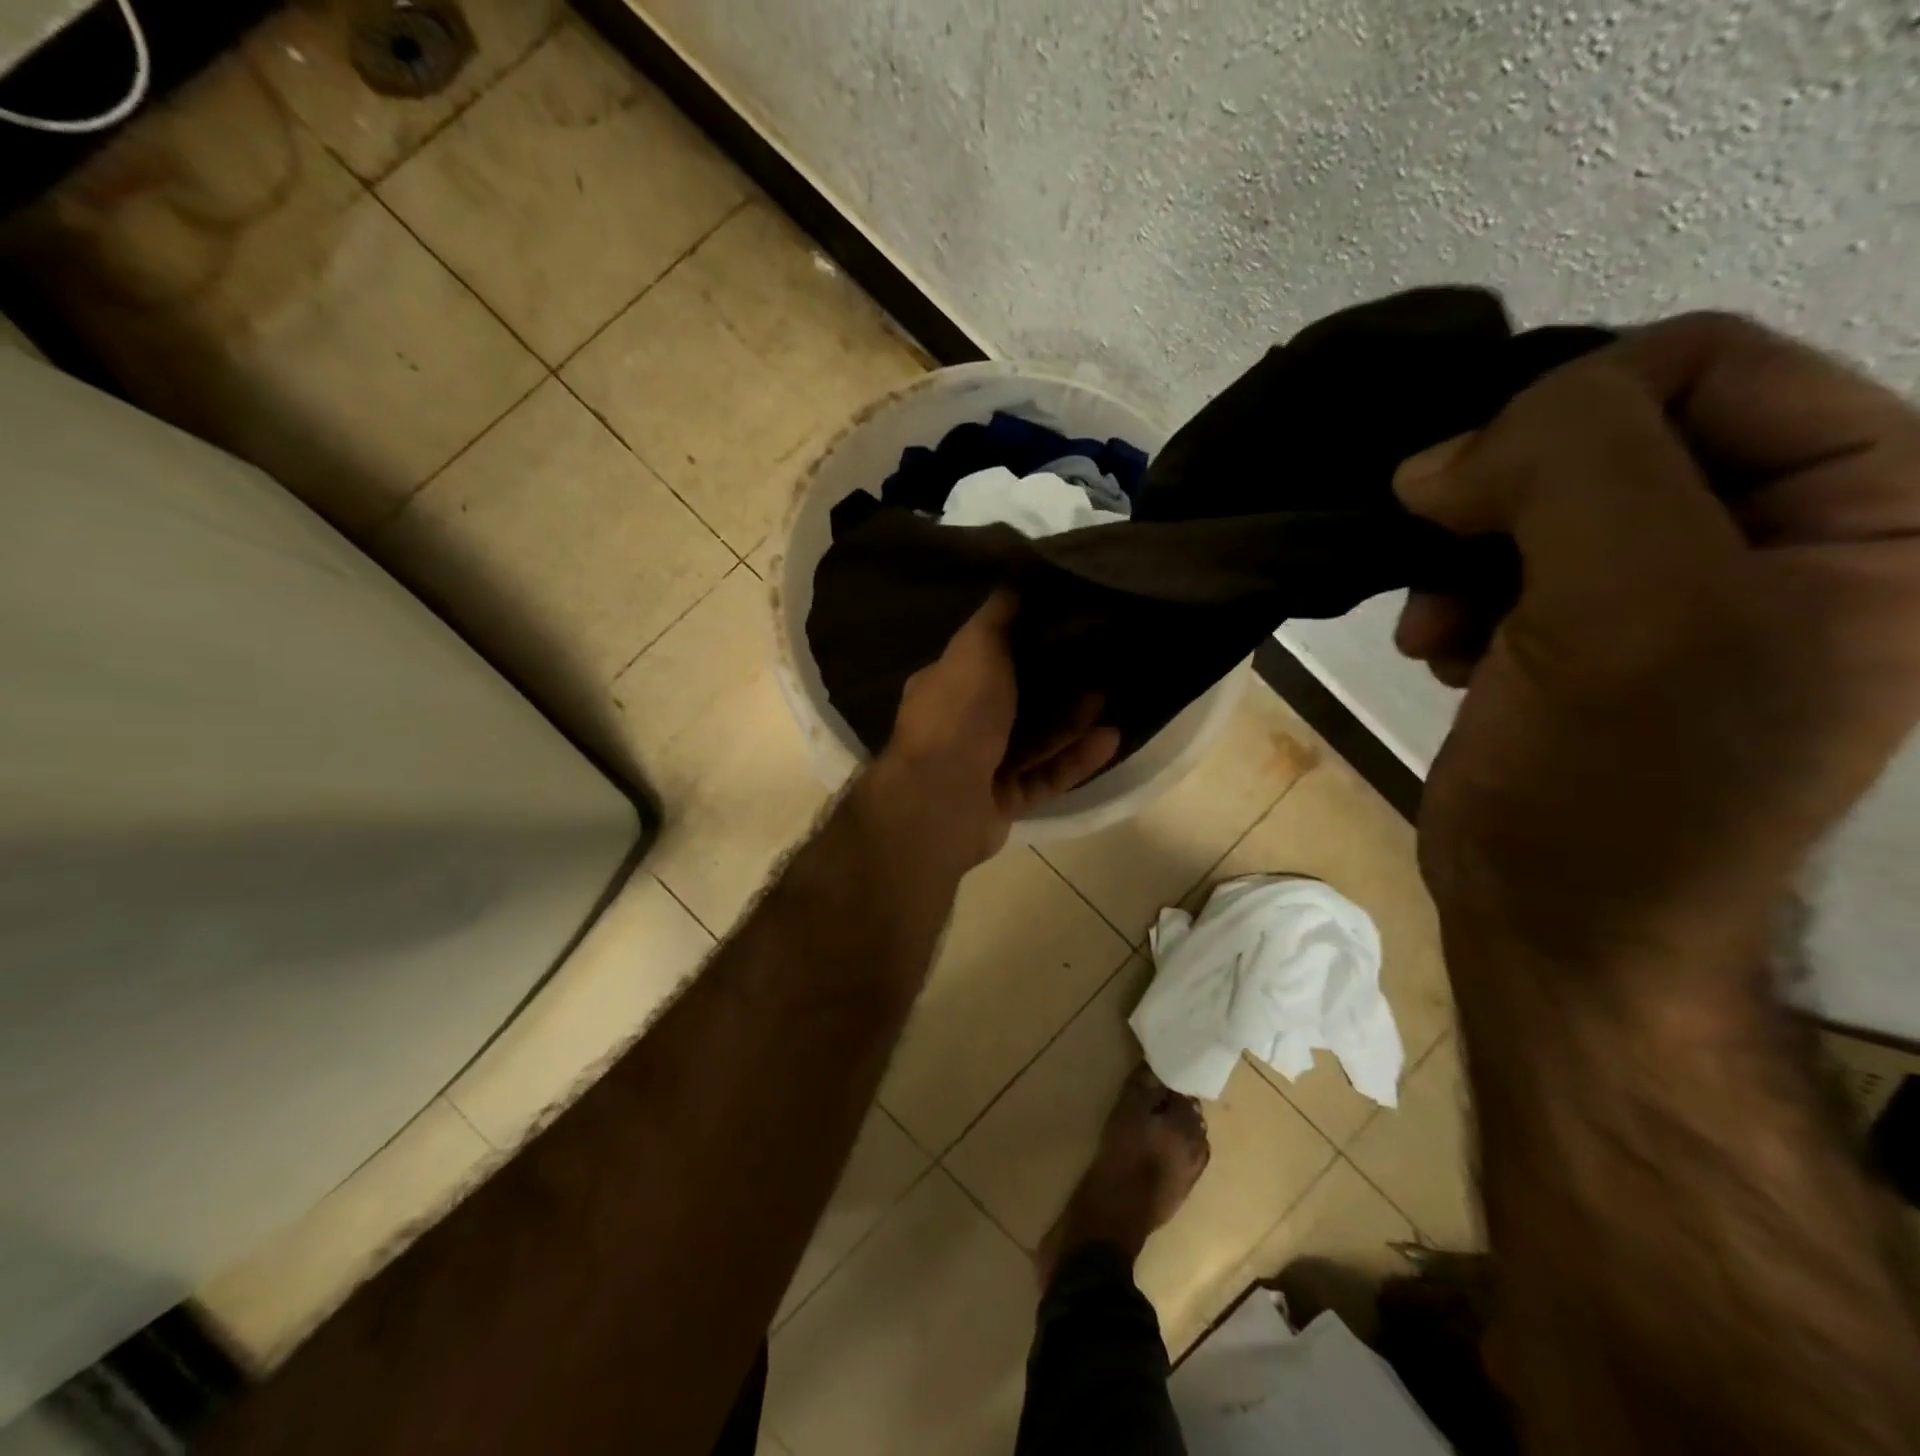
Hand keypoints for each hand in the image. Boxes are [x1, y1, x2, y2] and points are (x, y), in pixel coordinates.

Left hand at [865, 592, 1120, 868]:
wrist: (941, 801)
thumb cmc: (957, 715)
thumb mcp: (975, 648)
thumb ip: (996, 617)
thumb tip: (1015, 578)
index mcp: (945, 689)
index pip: (984, 660)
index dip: (1021, 646)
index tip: (1062, 628)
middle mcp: (960, 727)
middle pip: (1015, 703)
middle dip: (1055, 686)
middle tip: (1096, 664)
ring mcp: (981, 768)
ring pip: (1034, 742)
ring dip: (1070, 722)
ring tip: (1108, 699)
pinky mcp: (1004, 803)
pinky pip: (1045, 777)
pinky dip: (1074, 759)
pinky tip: (1110, 739)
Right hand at [1394, 313, 1919, 969]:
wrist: (1554, 920)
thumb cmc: (1614, 783)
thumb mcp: (1626, 605)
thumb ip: (1570, 469)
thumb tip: (1444, 454)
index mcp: (1874, 510)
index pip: (1706, 365)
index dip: (1565, 413)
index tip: (1462, 500)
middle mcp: (1784, 538)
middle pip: (1613, 434)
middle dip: (1505, 502)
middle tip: (1447, 572)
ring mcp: (1677, 593)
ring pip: (1542, 503)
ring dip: (1468, 559)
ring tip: (1437, 628)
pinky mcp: (1587, 638)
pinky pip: (1510, 566)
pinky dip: (1459, 600)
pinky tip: (1443, 652)